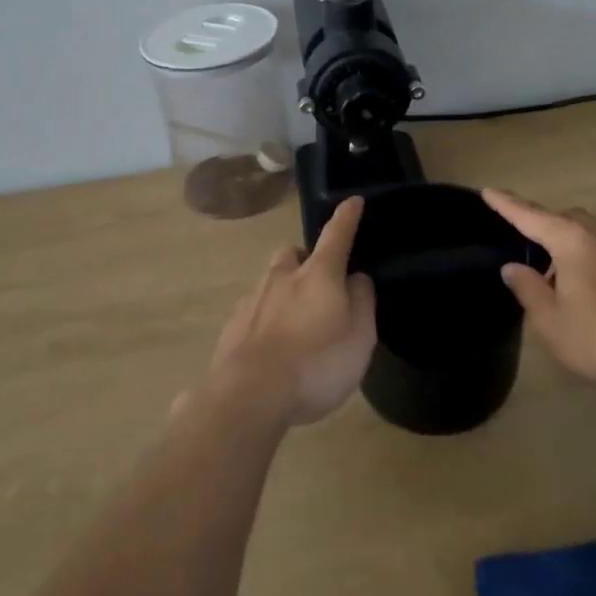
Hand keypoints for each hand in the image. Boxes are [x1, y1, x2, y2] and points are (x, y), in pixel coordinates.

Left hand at [202, 196, 376, 425]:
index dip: (347, 217)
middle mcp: (283, 277)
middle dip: (305, 259)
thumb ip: (362, 301)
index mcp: (319, 274)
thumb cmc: (316, 364)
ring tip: (295, 321)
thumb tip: (357, 277)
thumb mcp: (360, 337)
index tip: (353, 200)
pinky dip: (265, 318)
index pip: (337, 235)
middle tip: (318, 282)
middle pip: (293, 254)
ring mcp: (253, 300)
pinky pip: (254, 311)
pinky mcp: (232, 326)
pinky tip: (271, 345)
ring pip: (271, 281)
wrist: (249, 395)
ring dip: (283, 290)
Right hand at [483, 190, 595, 387]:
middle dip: (543, 223)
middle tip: (526, 244)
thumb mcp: (551, 321)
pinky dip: (592, 256)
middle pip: (564, 218)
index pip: (530, 216)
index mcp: (571, 241)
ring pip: (590, 232)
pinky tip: (592, 285)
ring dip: (569, 243)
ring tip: (558, 274)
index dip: (507, 204)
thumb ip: (529, 289)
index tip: (489, 191)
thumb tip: (512, 268)